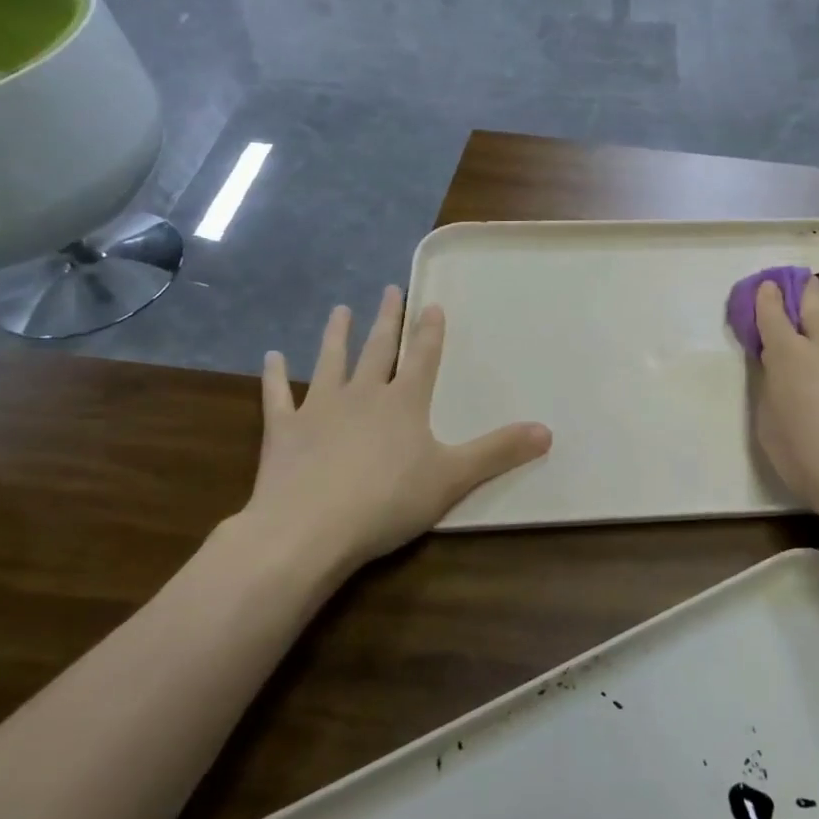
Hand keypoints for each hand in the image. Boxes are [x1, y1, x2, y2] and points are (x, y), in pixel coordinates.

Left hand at [241, 286, 551, 572]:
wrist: (309, 529)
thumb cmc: (388, 501)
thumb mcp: (453, 477)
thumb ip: (499, 451)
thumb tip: (548, 431)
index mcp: (404, 403)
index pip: (423, 357)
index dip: (429, 331)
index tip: (431, 302)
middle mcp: (363, 394)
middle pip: (378, 349)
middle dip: (386, 319)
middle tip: (388, 289)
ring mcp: (319, 409)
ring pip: (330, 362)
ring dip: (336, 335)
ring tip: (339, 309)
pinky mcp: (284, 431)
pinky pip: (277, 396)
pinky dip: (273, 376)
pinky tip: (271, 357)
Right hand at [750, 276, 818, 518]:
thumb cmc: (811, 460)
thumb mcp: (770, 429)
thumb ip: (772, 390)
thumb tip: (778, 373)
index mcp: (787, 355)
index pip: (771, 313)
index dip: (767, 297)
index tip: (768, 287)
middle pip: (813, 300)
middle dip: (805, 291)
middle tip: (804, 289)